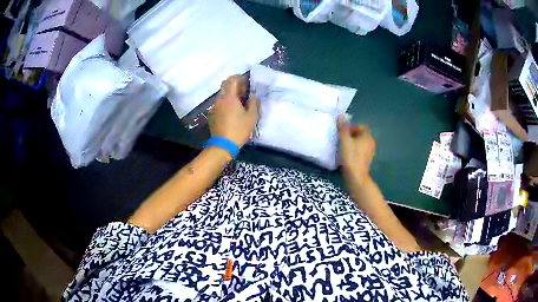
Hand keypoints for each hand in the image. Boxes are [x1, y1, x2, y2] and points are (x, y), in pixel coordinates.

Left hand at [210, 76, 259, 146]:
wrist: (223, 145)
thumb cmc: (239, 130)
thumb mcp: (251, 117)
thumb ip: (253, 103)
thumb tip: (253, 95)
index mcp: (229, 97)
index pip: (232, 79)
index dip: (240, 78)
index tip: (247, 82)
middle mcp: (220, 99)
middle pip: (225, 84)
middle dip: (234, 84)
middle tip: (244, 91)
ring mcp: (214, 106)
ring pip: (222, 94)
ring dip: (230, 94)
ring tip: (240, 102)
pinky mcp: (212, 114)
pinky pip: (219, 103)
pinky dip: (226, 102)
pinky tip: (232, 111)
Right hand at [338, 116, 375, 181]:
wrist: (356, 176)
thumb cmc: (351, 157)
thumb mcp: (345, 140)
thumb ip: (343, 128)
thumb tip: (341, 116)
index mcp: (367, 136)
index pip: (360, 126)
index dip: (351, 127)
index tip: (342, 132)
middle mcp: (371, 142)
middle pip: (360, 134)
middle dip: (351, 135)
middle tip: (341, 139)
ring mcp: (370, 152)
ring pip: (360, 143)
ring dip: (352, 143)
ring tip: (343, 147)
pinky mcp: (367, 159)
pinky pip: (360, 150)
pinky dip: (354, 150)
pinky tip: (347, 155)